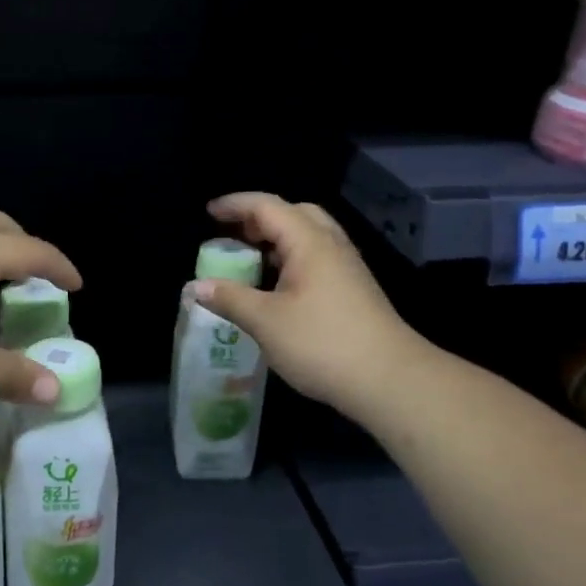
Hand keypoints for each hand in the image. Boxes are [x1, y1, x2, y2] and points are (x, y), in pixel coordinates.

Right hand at [191, 193, 420, 411]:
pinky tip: (275, 287)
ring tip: (248, 260)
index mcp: (309, 243)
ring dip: (276, 240)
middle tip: (232, 235)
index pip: (267, 206)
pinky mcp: (353, 290)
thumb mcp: (266, 321)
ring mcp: (346, 268)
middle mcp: (331, 246)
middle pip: (294, 214)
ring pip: (308, 237)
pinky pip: (316, 258)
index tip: (208, 213)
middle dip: (259, 218)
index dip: (235, 205)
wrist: (390, 380)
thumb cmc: (323, 343)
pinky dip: (290, 260)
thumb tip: (195, 287)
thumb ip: (229, 298)